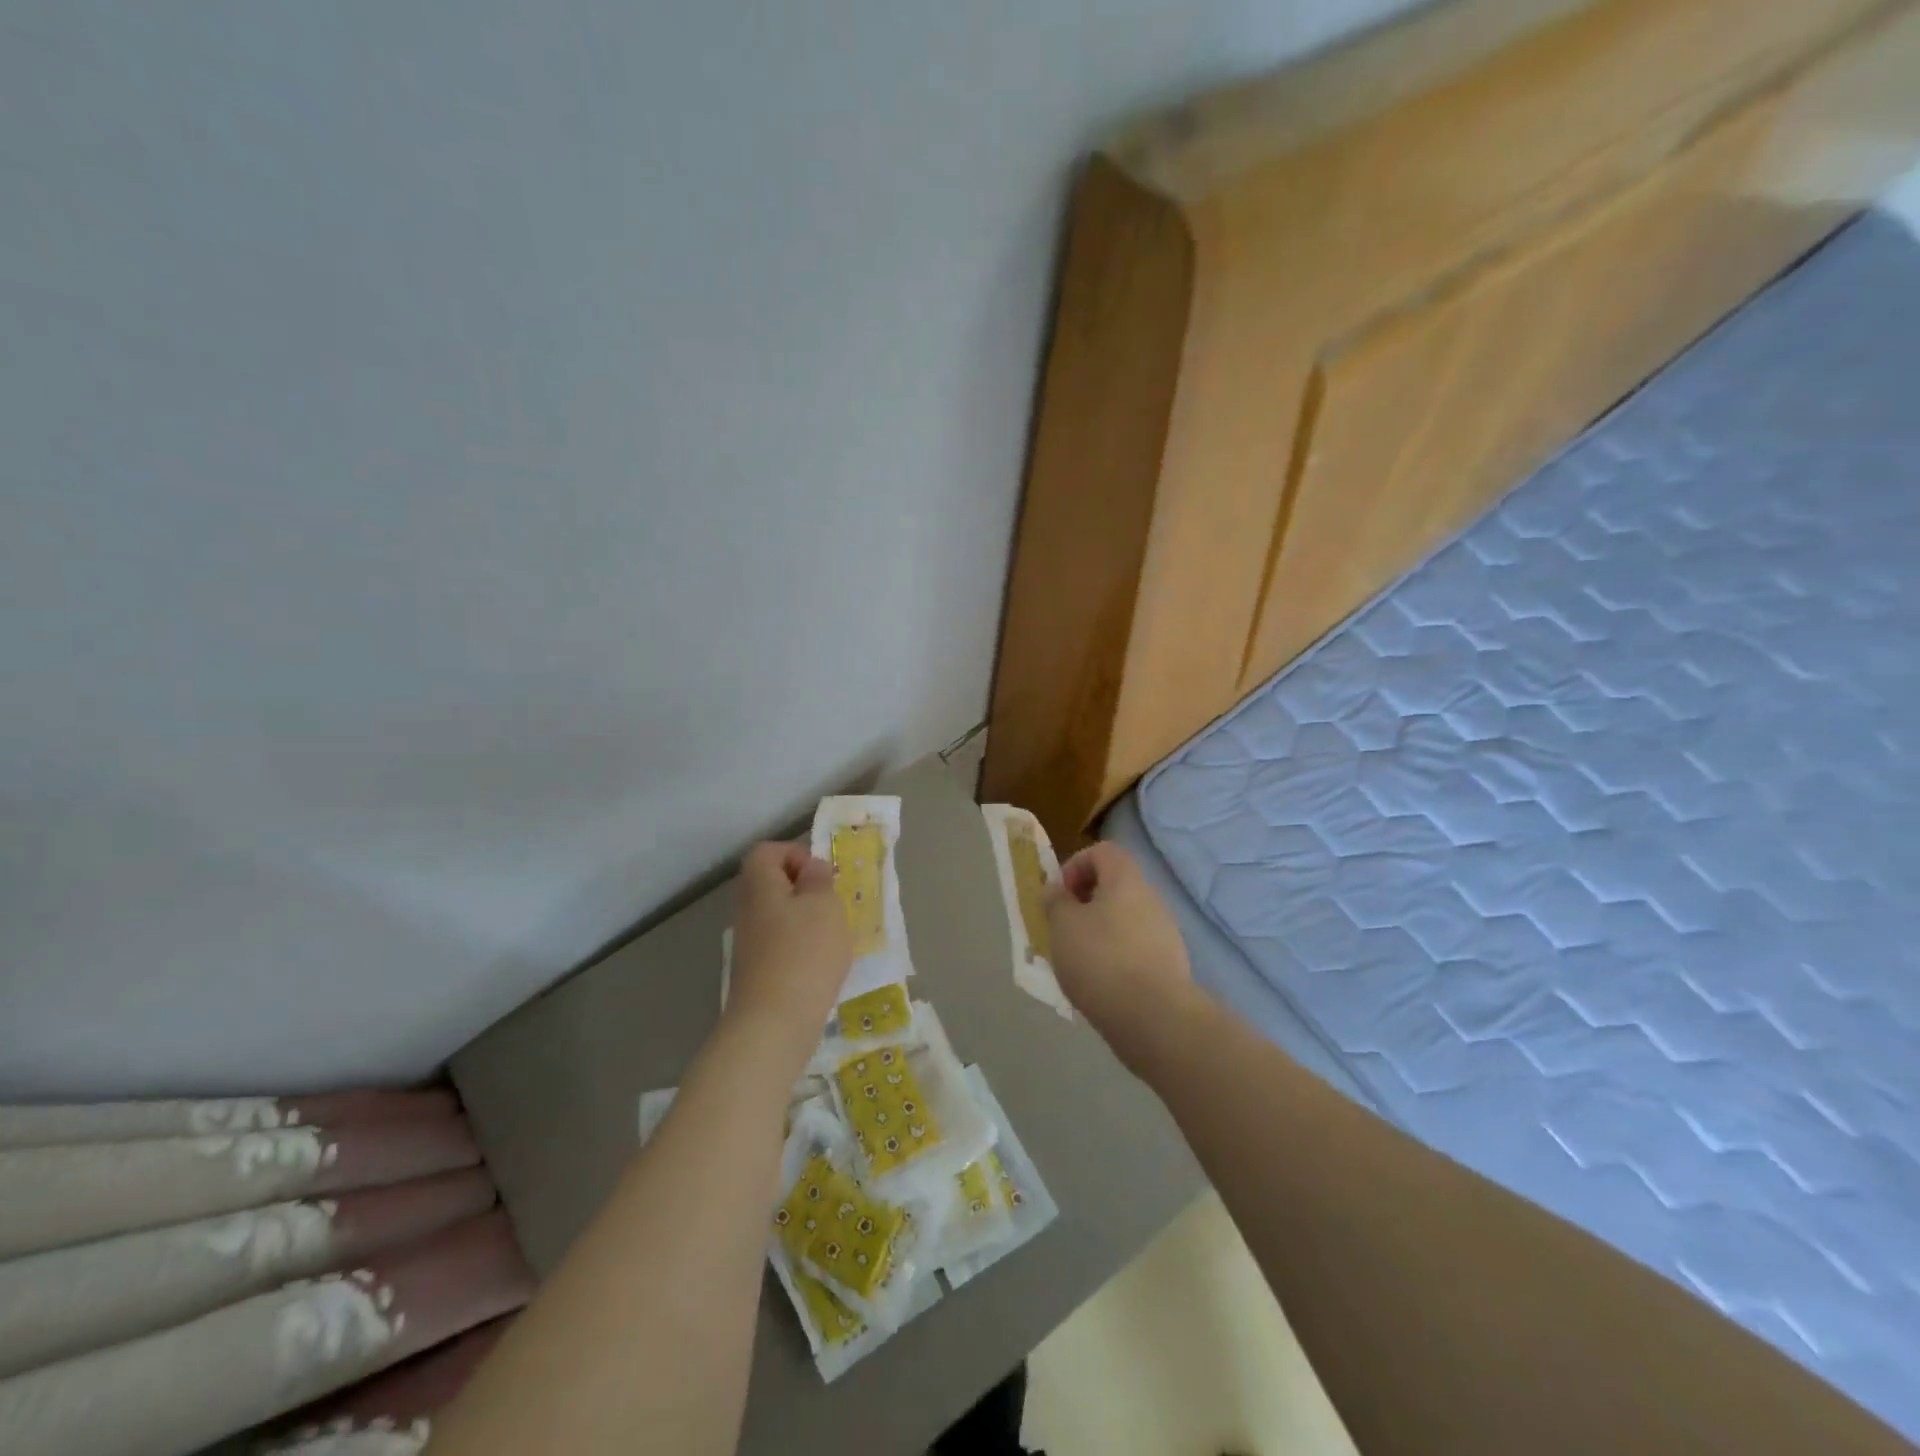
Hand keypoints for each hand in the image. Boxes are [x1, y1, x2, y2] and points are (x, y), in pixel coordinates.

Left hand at [727, 842, 851, 1053]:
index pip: (767, 852)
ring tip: (833, 936)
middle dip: (806, 889)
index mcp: (760, 885)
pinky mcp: (759, 970)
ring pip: (780, 915)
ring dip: (808, 920)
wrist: (775, 1023)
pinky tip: (822, 964)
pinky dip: (802, 947)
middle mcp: (748, 909)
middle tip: (832, 905)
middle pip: (772, 883)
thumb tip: (810, 869)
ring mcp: (750, 942)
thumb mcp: (824, 904)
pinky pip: (782, 944)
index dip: (795, 854)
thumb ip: (819, 880)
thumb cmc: (804, 953)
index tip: (820, 877)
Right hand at [1044, 841, 1197, 1074]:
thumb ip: (1055, 901)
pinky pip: (1137, 947)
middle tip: (1065, 929)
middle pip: (1115, 885)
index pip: (1103, 851)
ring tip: (1081, 961)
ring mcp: (1166, 932)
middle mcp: (1151, 898)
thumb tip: (1056, 889)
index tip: (1060, 895)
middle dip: (1086, 902)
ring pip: (1126, 918)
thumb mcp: (1063, 926)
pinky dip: (1118, 956)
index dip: (1076, 864)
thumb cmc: (1101, 960)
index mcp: (1126, 879)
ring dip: (1101, 931)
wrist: (1154, 1017)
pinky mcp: (1171, 964)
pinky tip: (1104, 983)